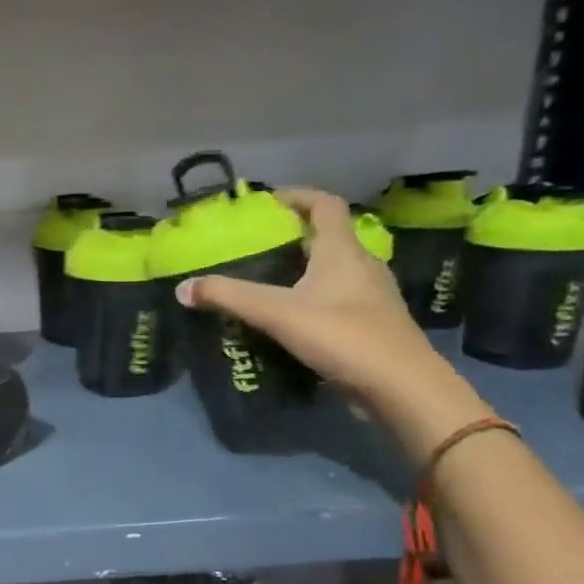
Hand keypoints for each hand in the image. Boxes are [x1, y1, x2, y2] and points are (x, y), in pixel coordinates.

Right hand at [174, 188, 490, 457]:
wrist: (401, 387)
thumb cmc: (342, 335)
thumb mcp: (277, 313)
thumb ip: (230, 297)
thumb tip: (182, 288)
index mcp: (342, 252)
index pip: (325, 205)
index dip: (298, 196)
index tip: (269, 201)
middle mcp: (362, 266)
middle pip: (330, 238)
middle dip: (296, 236)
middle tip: (259, 244)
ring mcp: (372, 297)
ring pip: (336, 271)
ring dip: (306, 269)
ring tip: (270, 281)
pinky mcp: (373, 325)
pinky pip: (339, 299)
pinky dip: (315, 298)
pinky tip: (292, 318)